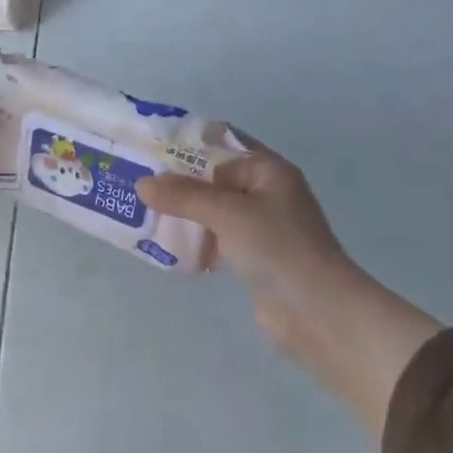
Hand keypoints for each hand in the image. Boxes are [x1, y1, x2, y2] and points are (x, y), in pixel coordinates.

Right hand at [137, 148, 352, 365]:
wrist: (314, 308)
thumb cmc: (277, 248)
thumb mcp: (228, 213)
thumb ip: (184, 196)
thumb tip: (142, 184)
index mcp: (269, 171)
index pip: (224, 145)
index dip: (188, 143)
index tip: (150, 148)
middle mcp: (266, 193)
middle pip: (215, 178)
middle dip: (179, 181)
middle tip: (138, 183)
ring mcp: (260, 227)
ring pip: (213, 210)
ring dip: (184, 212)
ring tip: (144, 213)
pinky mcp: (252, 256)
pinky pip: (217, 238)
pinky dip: (195, 238)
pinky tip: (167, 244)